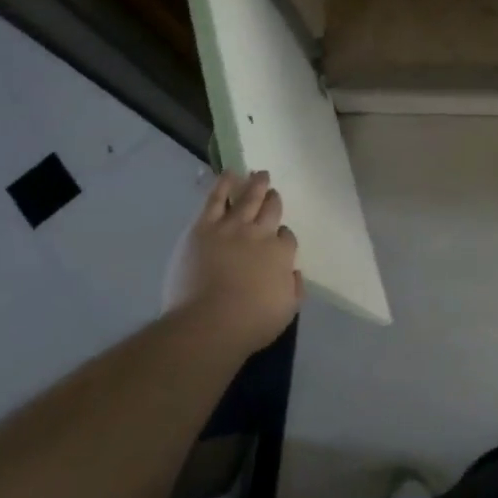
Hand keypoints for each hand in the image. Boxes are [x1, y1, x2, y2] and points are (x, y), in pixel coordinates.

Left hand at [164, 170, 303, 356]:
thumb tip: (294, 272)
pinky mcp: (204, 227)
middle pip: (271, 210)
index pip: (287, 237)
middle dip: (273, 200)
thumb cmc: (249, 324)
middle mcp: (260, 234)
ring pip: (248, 198)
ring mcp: (232, 227)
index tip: (279, 239)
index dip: (283, 236)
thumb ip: (294, 288)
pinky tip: (230, 173)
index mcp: (281, 254)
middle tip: (272, 192)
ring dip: (256, 184)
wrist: (208, 323)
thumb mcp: (286, 311)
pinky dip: (224, 183)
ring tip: (259, 174)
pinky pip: (215, 198)